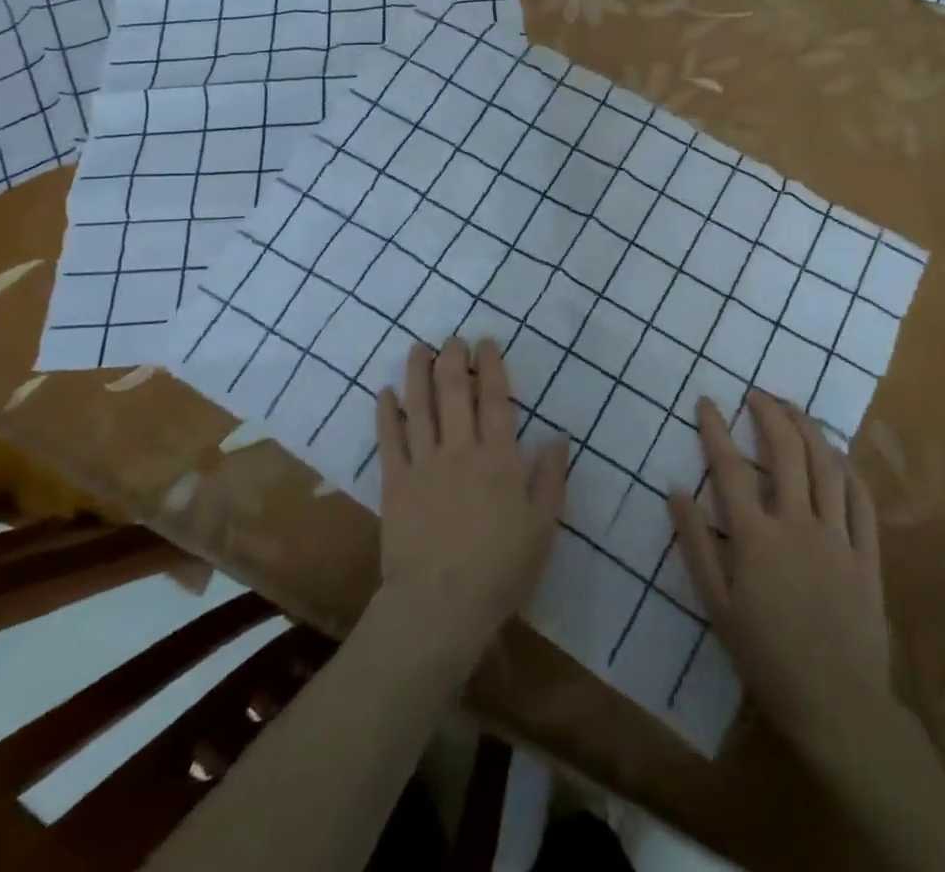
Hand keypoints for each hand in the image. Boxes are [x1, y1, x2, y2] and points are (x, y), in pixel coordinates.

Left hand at [375, 338, 567, 659]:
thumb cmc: (500, 569)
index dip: (491, 366)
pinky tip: (386, 392)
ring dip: (419, 373)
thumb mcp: (542, 527)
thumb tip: (558, 436)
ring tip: (419, 348)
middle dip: (454, 359)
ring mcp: (425, 462)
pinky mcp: (396, 481)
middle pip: (455, 392)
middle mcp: (461, 449)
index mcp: (500, 458)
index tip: (486, 343)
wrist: (440, 605)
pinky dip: (387, 413)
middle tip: (453, 339)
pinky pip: (389, 439)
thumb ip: (551, 478)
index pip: (496, 399)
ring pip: (420, 406)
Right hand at [670, 391, 890, 773]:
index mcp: (756, 538)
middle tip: (757, 394)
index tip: (706, 402)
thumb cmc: (767, 658)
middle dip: (770, 415)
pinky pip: (862, 501)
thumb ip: (695, 544)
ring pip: (827, 467)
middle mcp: (797, 524)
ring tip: (794, 409)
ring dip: (809, 430)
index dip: (715, 429)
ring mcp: (837, 537)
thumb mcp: (717, 605)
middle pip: (785, 453)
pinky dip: (849, 470)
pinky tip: (839, 454)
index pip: (730, 468)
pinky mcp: (867, 555)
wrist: (838, 706)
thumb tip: (674, 490)